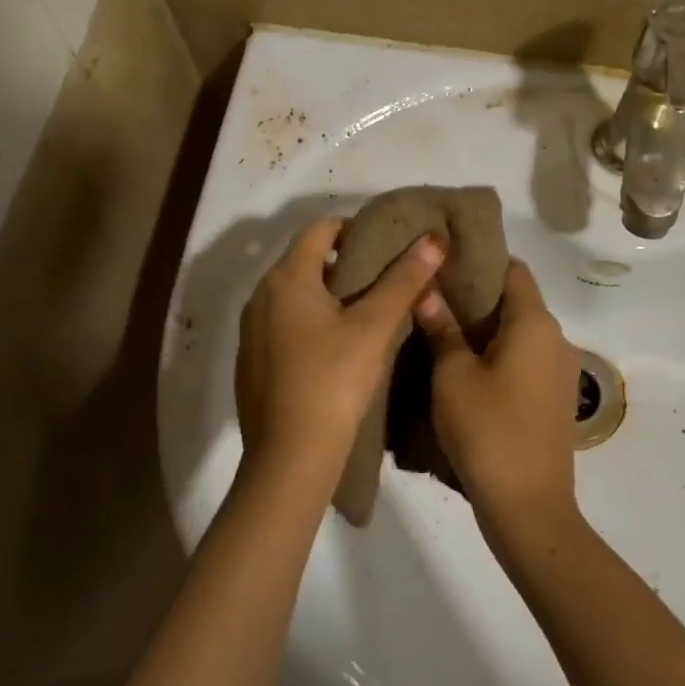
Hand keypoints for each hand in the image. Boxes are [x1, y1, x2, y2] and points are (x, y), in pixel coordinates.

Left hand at [235, 217, 444, 490]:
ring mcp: (251, 331)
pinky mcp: (252, 361)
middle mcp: (260, 296)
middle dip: (345, 262)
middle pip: (305, 260)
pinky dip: (310, 321)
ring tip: (366, 312)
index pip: (321, 228)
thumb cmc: (333, 380)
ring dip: (328, 293)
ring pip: (294, 294)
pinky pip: (283, 323)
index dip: (355, 228)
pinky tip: (336, 349)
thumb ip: (404, 280)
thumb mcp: (374, 327)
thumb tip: (433, 240)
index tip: (386, 245)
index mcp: (286, 278)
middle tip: (384, 278)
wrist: (290, 457)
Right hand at [413, 260, 580, 547]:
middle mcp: (557, 338)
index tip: (447, 261)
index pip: (513, 270)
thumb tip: (428, 290)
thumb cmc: (487, 429)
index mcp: (535, 322)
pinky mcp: (556, 398)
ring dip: (489, 327)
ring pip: (522, 332)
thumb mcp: (452, 375)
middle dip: (479, 295)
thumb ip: (442, 327)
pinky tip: (469, 367)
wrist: (528, 506)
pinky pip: (528, 359)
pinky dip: (502, 353)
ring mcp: (561, 370)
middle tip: (436, 295)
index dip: (481, 260)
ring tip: (446, 329)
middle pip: (518, 300)